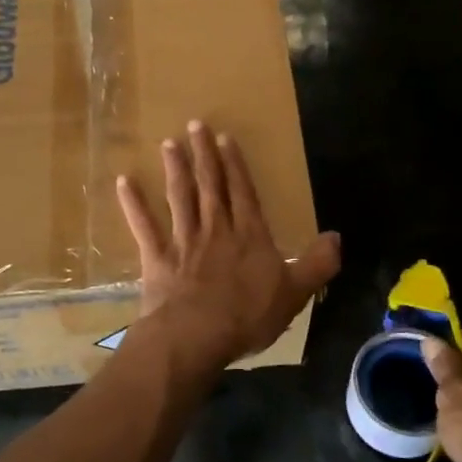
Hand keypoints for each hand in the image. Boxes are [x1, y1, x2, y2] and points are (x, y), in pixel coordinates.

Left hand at [116, 121, 341, 370]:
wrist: (196, 336)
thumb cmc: (248, 315)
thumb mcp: (295, 293)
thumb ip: (317, 264)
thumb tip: (337, 237)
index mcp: (249, 236)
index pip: (243, 192)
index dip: (235, 165)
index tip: (225, 139)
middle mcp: (216, 230)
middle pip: (209, 186)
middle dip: (203, 155)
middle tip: (194, 125)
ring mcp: (184, 242)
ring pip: (179, 198)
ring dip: (174, 170)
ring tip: (168, 144)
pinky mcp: (158, 259)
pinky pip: (144, 226)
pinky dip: (133, 204)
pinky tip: (124, 182)